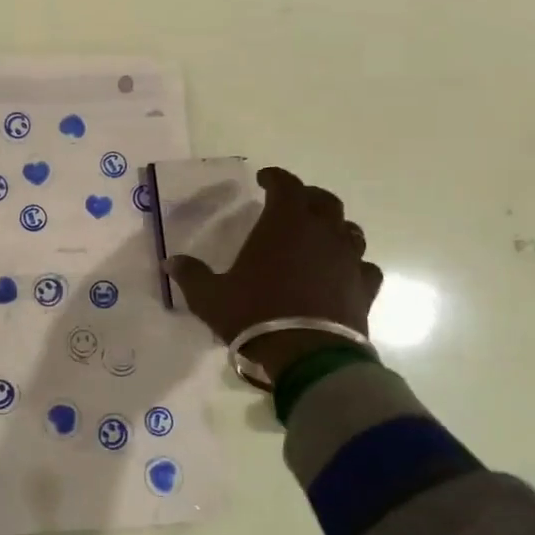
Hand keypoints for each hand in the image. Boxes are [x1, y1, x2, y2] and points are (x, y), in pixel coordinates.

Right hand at [166, 167, 383, 378]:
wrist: (308, 356)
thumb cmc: (255, 315)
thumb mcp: (210, 297)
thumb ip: (191, 275)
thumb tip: (171, 261)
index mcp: (285, 223)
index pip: (286, 185)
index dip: (275, 178)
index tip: (264, 180)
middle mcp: (322, 232)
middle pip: (324, 201)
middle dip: (307, 198)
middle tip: (292, 205)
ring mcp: (348, 259)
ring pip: (348, 230)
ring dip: (333, 228)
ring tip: (318, 237)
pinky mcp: (364, 287)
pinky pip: (363, 266)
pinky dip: (352, 264)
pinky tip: (341, 273)